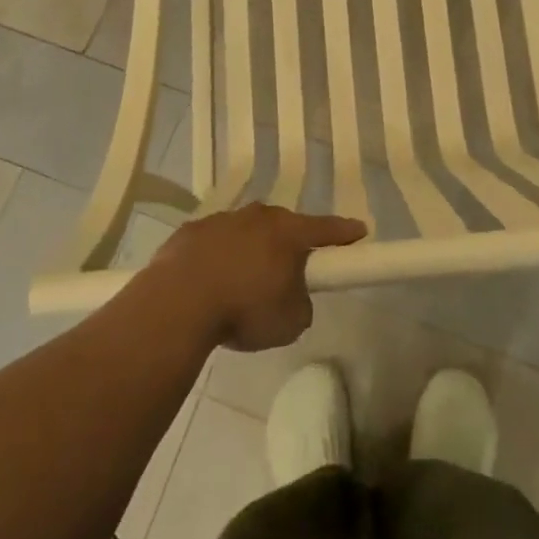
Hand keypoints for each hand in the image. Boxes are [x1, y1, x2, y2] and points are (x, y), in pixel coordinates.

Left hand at [144, 204, 366, 350]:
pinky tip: (210, 282)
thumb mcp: (290, 321)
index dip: (344, 232)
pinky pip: (214, 243)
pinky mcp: (190, 232)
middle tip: (289, 270)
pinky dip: (218, 257)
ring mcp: (221, 220)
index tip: (359, 230)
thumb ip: (301, 303)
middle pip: (282, 226)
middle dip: (289, 244)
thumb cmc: (244, 309)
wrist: (178, 302)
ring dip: (250, 250)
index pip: (326, 228)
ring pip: (245, 232)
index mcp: (288, 233)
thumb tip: (291, 295)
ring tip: (242, 283)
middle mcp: (257, 217)